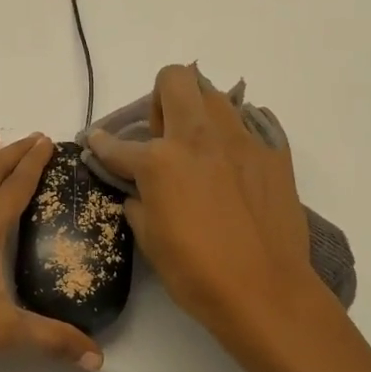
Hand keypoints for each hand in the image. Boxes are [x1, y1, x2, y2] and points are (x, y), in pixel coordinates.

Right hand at [87, 65, 321, 341]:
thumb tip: (138, 191)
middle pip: (175, 80)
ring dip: (199, 113)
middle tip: (162, 136)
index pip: (118, 144)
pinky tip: (233, 167)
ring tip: (199, 149)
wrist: (265, 291)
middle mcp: (199, 137)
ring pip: (215, 96)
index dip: (101, 145)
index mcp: (160, 160)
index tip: (97, 142)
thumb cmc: (196, 272)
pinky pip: (251, 125)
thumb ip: (137, 202)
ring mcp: (242, 141)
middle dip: (159, 98)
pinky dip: (235, 138)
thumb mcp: (150, 239)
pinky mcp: (274, 154)